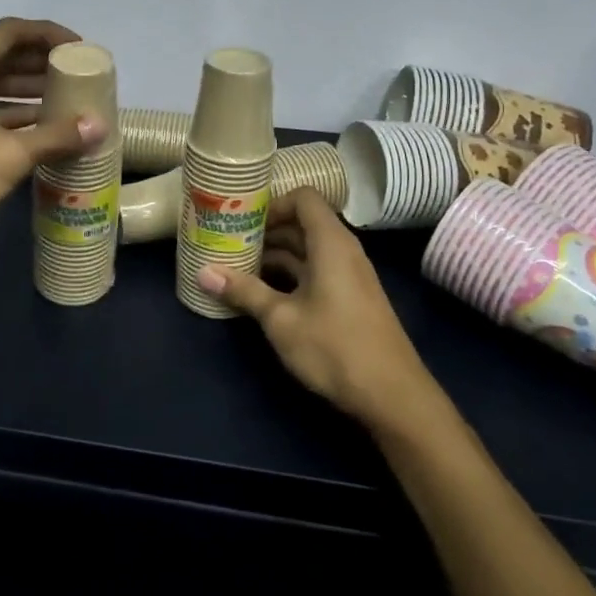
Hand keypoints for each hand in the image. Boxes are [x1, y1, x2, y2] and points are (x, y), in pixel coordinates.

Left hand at [0, 18, 106, 241]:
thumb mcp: (11, 155)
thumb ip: (56, 136)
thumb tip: (99, 126)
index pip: (12, 31)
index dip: (48, 34)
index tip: (79, 49)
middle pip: (0, 54)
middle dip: (40, 63)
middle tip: (76, 75)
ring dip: (25, 89)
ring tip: (63, 102)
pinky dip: (7, 111)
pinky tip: (34, 130)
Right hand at [200, 189, 430, 425]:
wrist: (393, 397)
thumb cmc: (335, 347)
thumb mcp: (281, 319)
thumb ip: (244, 291)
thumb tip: (203, 272)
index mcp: (330, 243)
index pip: (303, 198)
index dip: (272, 203)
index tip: (241, 220)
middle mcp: (342, 251)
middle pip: (301, 223)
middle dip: (265, 231)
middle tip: (228, 242)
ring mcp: (348, 276)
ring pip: (307, 250)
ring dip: (274, 255)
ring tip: (237, 267)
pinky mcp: (349, 299)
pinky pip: (315, 271)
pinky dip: (289, 274)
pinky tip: (262, 293)